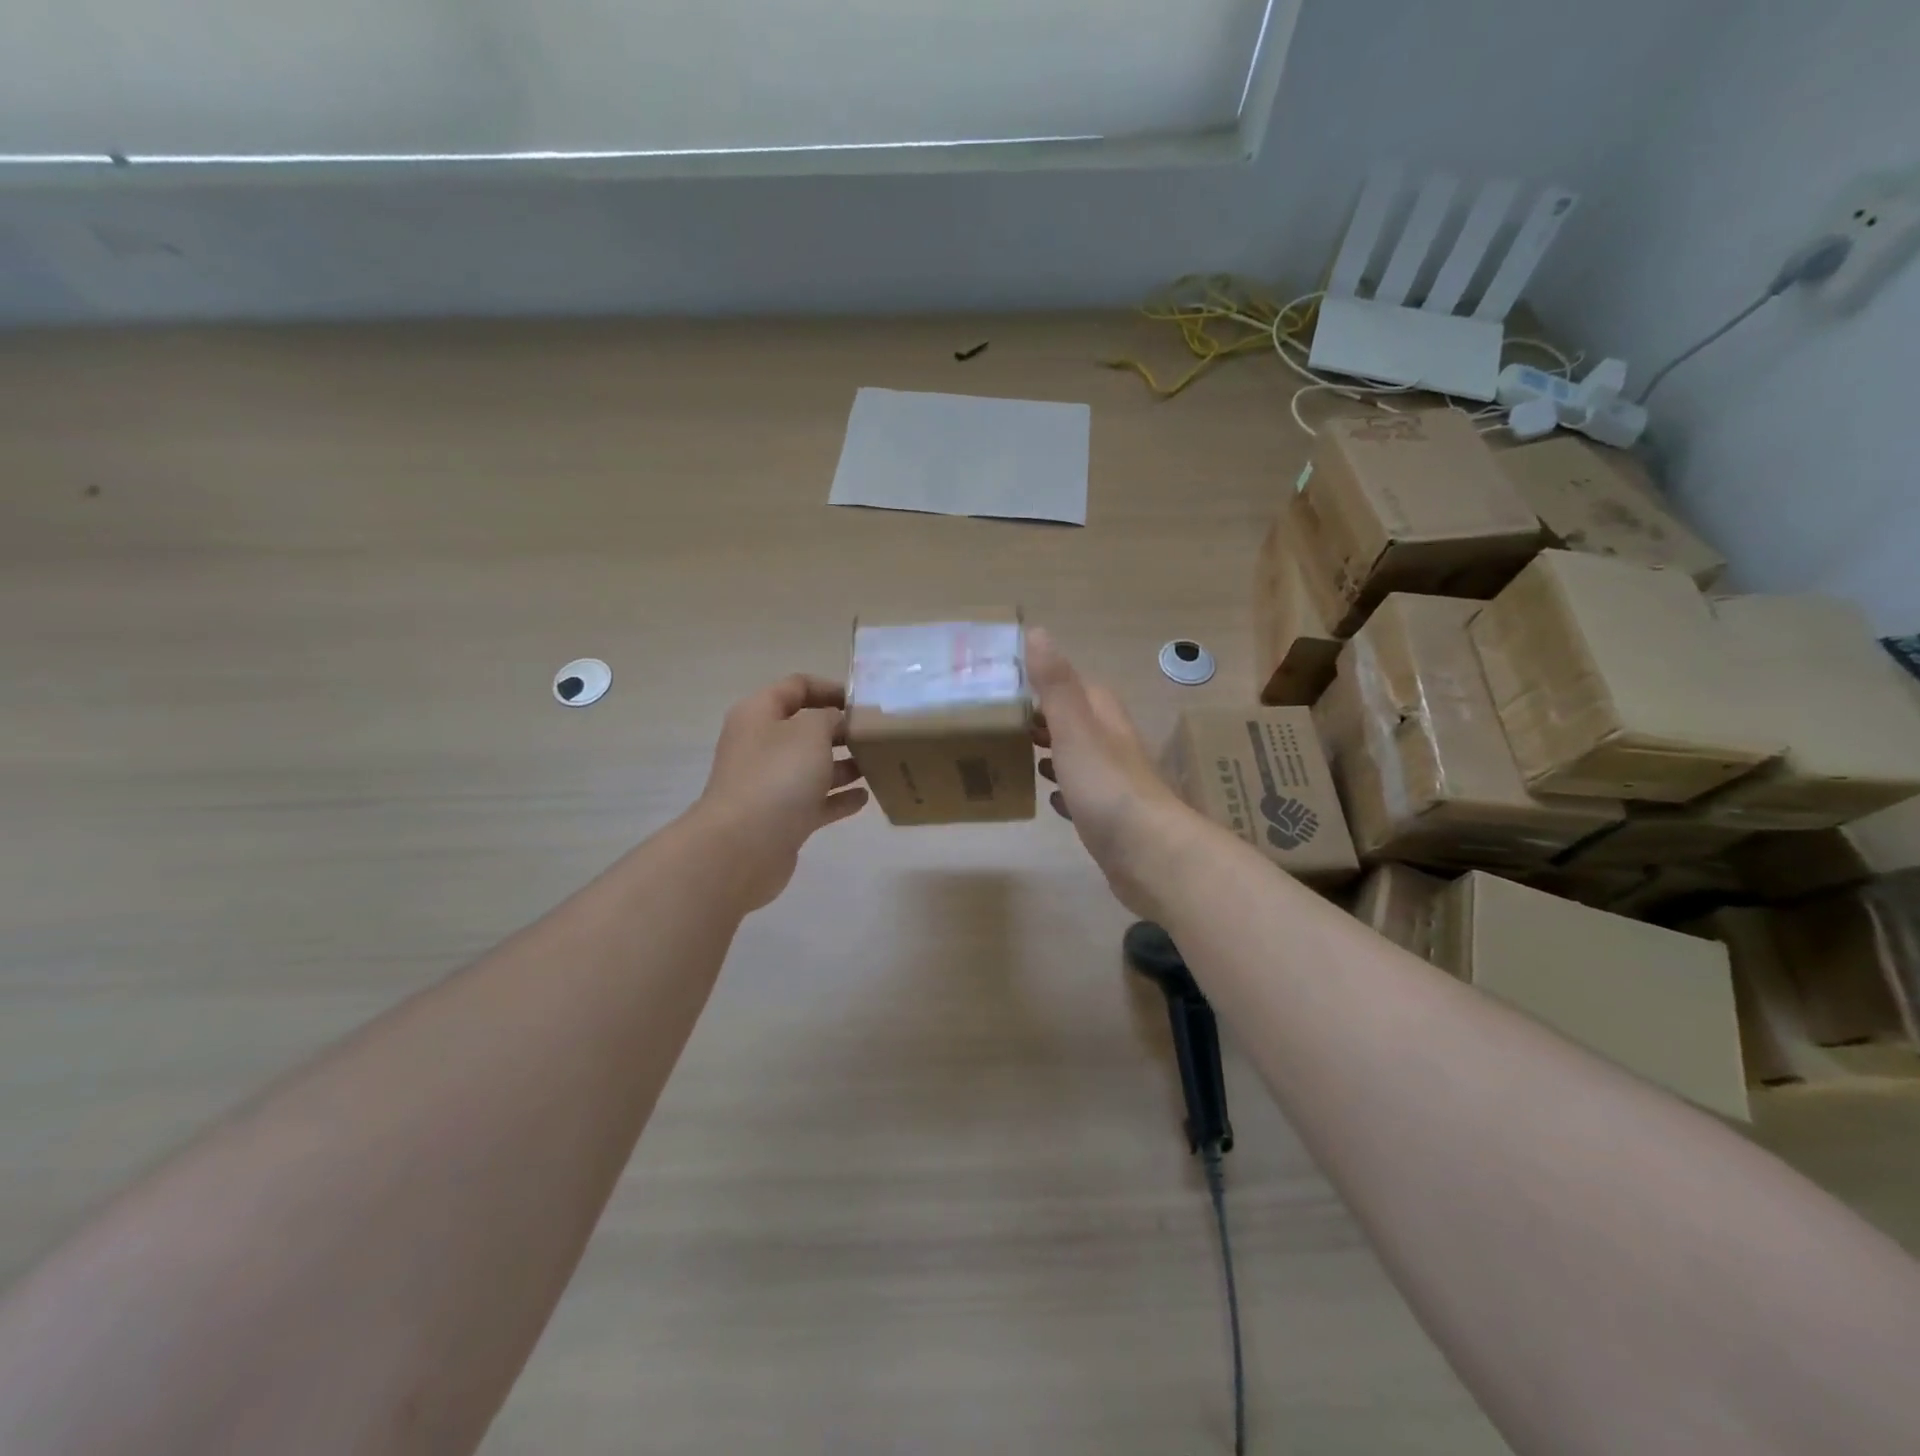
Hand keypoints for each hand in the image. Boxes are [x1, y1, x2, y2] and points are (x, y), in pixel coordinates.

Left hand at [693, 674, 868, 909]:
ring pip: (812, 767)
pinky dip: (838, 798)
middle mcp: (762, 745)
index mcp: (759, 714)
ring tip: (878, 764)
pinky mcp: (782, 818)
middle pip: (805, 728)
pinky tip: (865, 798)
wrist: (744, 846)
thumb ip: (829, 717)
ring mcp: (770, 784)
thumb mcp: (810, 731)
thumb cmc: (777, 776)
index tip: (863, 702)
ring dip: (844, 765)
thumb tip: (836, 723)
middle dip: (841, 730)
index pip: (796, 686)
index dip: (830, 688)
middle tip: (877, 734)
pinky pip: (816, 802)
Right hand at [1029, 630, 1198, 917]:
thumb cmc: (1107, 785)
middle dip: (1041, 719)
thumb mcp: (1075, 728)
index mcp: (1103, 717)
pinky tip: (1047, 799)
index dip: (1042, 683)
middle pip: (1074, 721)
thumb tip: (1038, 632)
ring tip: (1015, 754)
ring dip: (1051, 752)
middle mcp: (1111, 743)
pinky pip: (1080, 793)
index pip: (1073, 686)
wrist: (1149, 854)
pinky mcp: (1108, 816)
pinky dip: (1062, 790)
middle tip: (999, 723)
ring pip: (1077, 756)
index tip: (1004, 685)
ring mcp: (1112, 781)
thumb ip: (1055, 684)